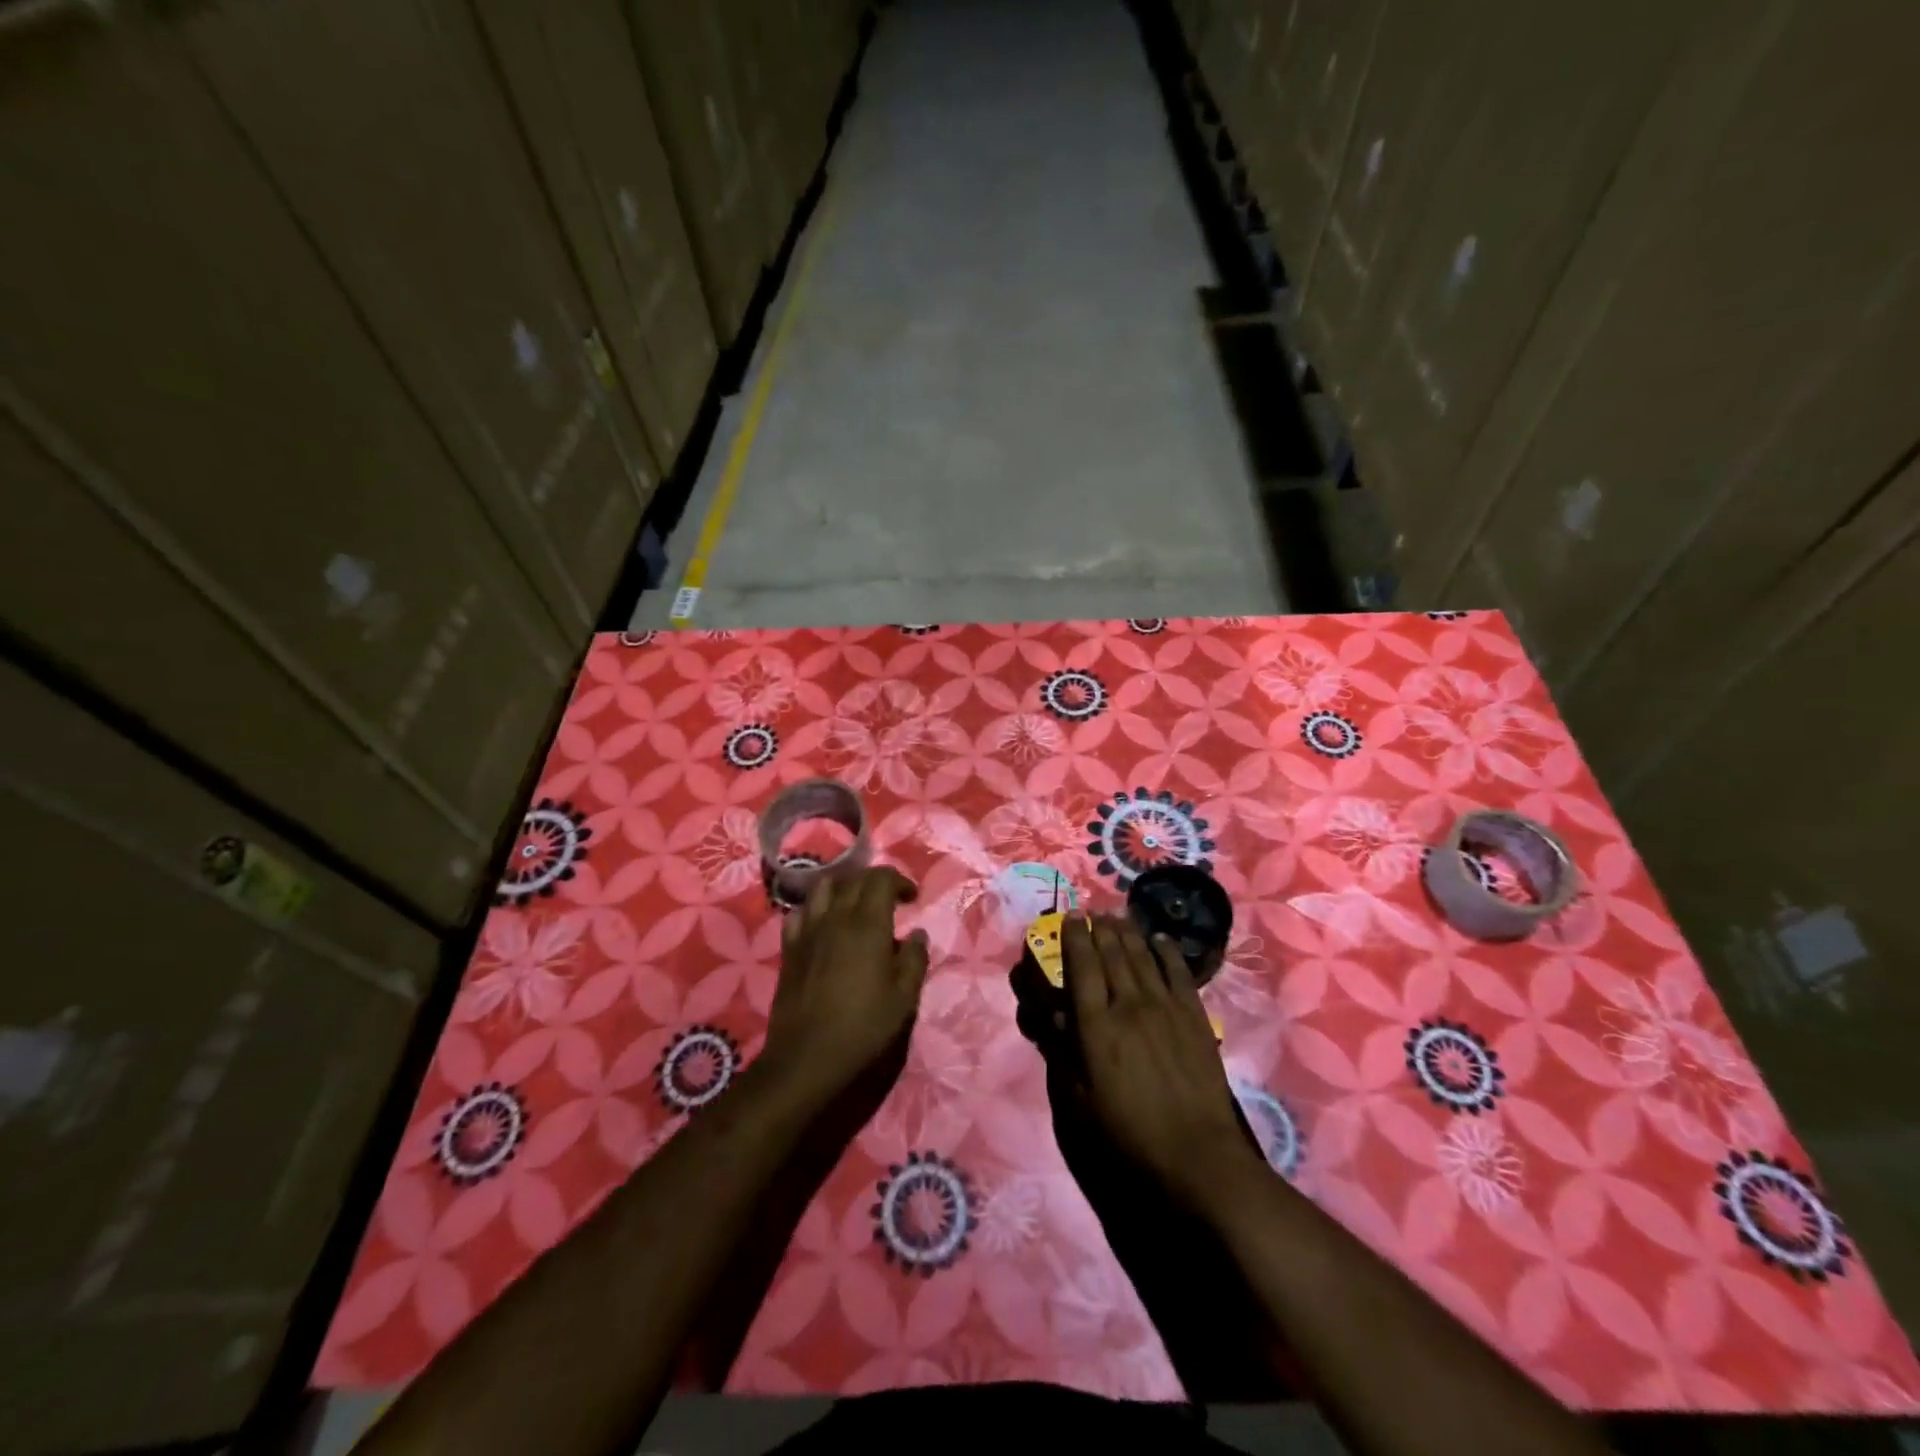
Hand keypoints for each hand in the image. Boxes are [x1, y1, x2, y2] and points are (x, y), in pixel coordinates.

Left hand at [761, 867, 927, 1109]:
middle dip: (875, 881)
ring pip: (823, 887)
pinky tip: (823, 925)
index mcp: (868, 925)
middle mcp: (836, 917)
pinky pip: (800, 912)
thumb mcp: (904, 998)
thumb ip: (915, 960)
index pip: (882, 879)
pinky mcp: (789, 947)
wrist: (808, 1056)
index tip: (912, 898)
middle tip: (889, 899)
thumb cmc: (864, 1027)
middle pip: (854, 879)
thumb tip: (917, 934)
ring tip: (855, 905)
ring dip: (844, 887)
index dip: (899, 880)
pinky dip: (815, 909)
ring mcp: (808, 930)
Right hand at [1062, 915, 1263, 1210]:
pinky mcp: (1194, 1017)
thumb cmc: (1129, 1136)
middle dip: (1100, 928)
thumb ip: (1064, 1054)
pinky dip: (1166, 952)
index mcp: (1096, 1027)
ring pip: (1142, 957)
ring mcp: (1165, 1008)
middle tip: (1093, 911)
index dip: (1075, 938)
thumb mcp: (1081, 1103)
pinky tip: (1160, 939)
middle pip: (1112, 954)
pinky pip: (1178, 973)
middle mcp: (1129, 1005)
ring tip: (1118, 916)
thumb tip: (1053, 1015)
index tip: (1071, 917)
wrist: (1197, 1156)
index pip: (1082, 968)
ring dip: (1128, 932)